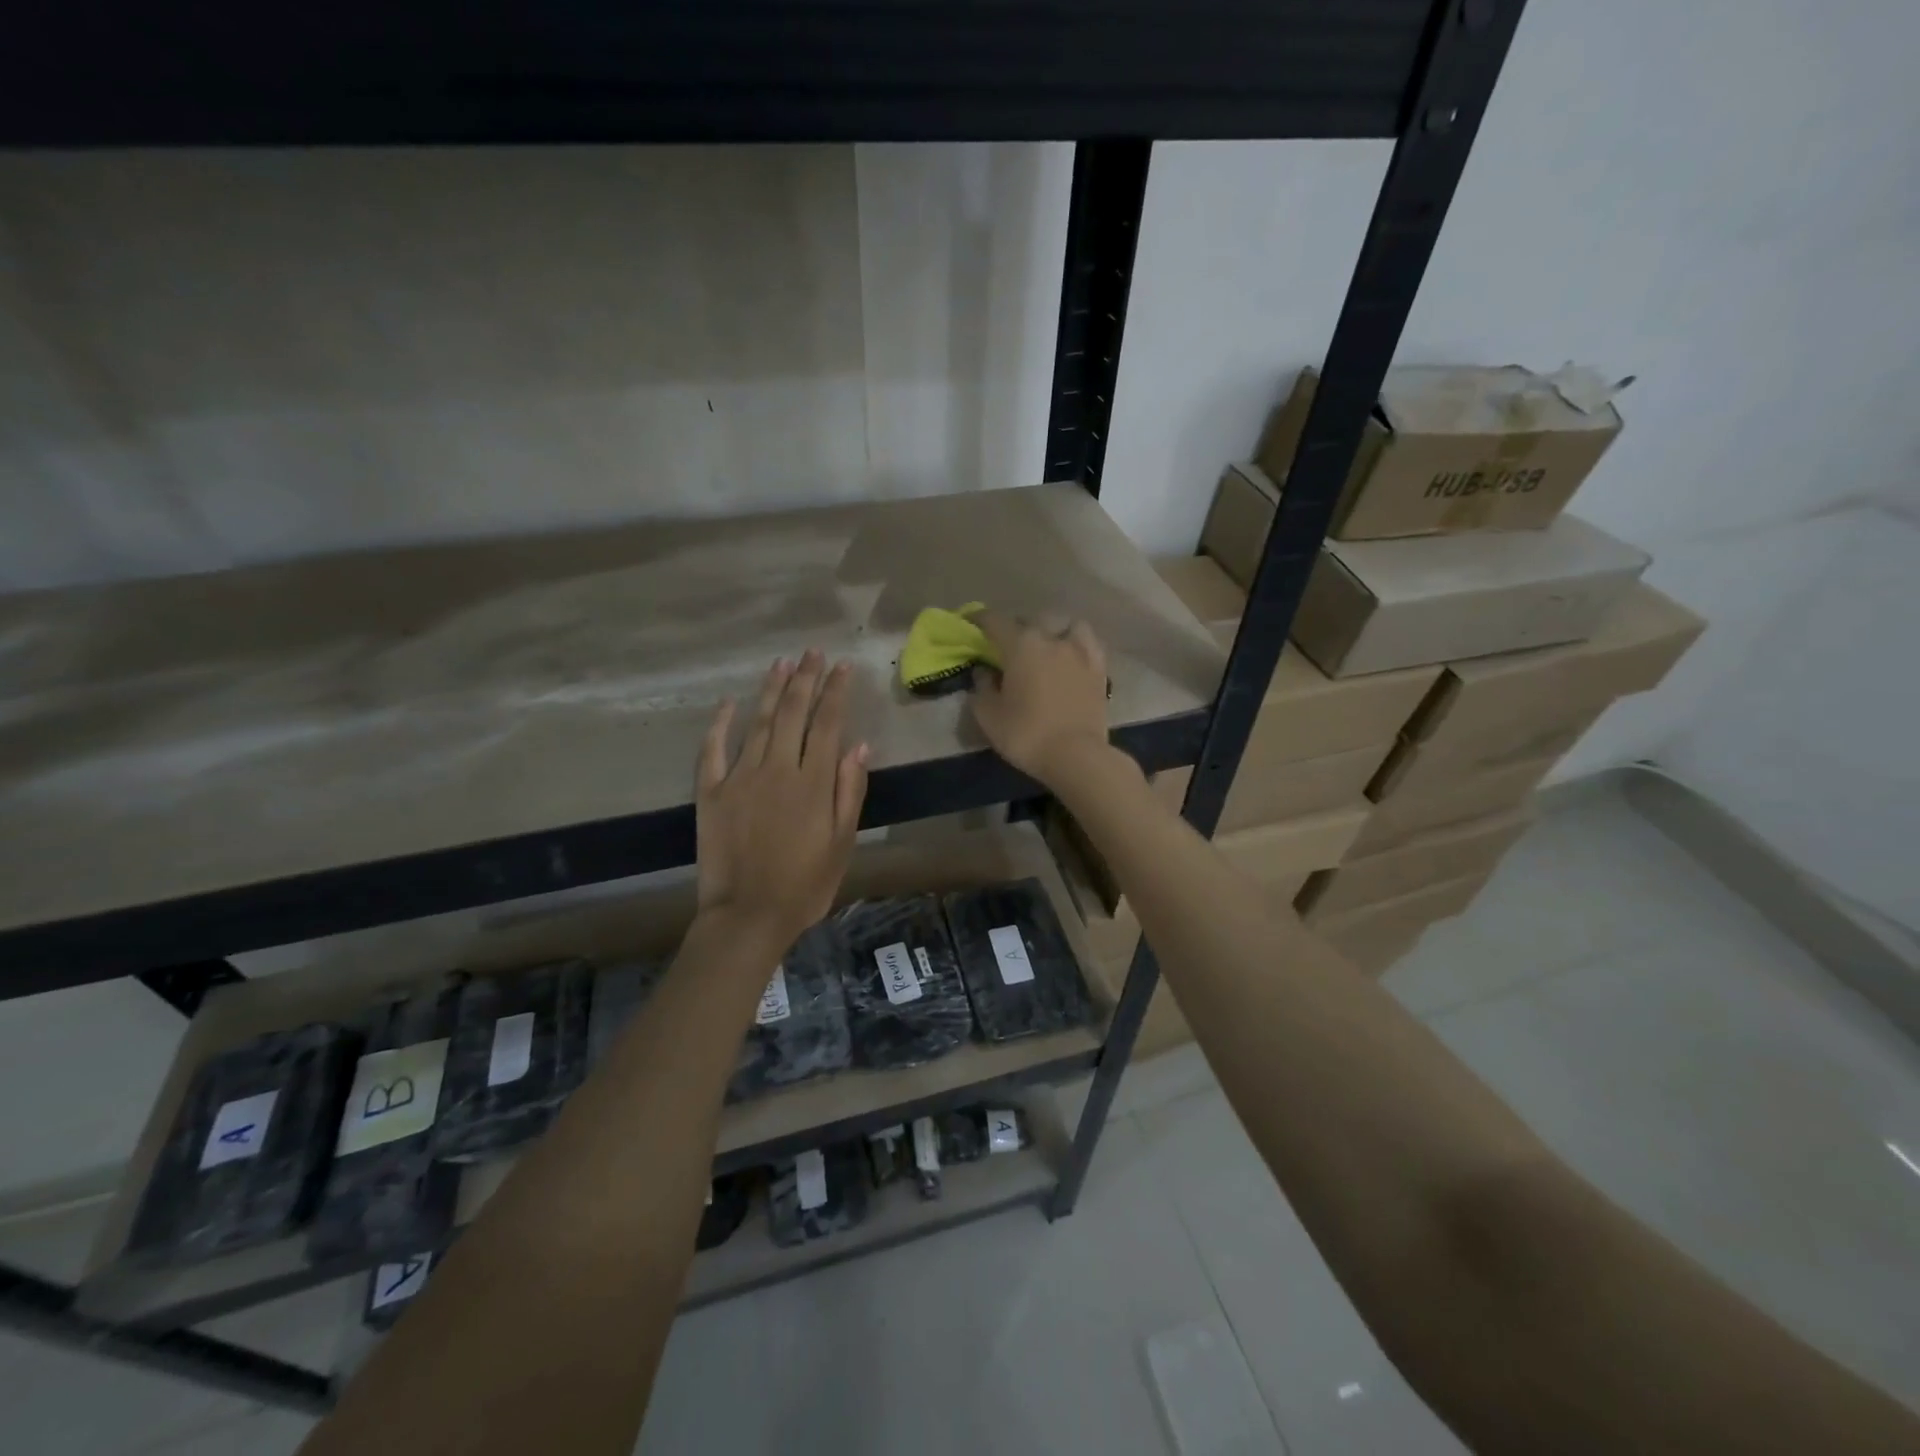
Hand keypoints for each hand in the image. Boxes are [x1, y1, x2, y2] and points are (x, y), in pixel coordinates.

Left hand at [696, 651, 868, 949]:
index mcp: (814, 783)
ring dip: (771, 690)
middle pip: (793, 714)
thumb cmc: (805, 885)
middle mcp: (778, 769)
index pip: (828, 724)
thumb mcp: (843, 843)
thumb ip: (850, 791)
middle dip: (805, 679)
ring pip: (759, 723)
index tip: (843, 666)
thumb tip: (859, 745)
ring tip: (782, 663)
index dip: (836, 692)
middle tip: (812, 652)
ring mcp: (741, 777)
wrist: (748, 916)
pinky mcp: (711, 792)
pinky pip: (713, 749)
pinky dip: (720, 724)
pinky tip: (728, 703)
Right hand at [969, 611, 1110, 786]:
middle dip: (1015, 627)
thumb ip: (982, 688)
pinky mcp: (1099, 668)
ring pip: (1064, 624)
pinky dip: (1076, 642)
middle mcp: (1051, 638)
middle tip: (1006, 644)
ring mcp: (1079, 651)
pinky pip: (1087, 643)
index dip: (979, 619)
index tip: (971, 623)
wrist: (1077, 756)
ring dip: (1051, 629)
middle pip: (1030, 620)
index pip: (995, 621)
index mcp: (1021, 645)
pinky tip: (1071, 654)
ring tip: (1045, 644)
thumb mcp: (989, 716)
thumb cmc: (1026, 734)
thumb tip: (983, 672)